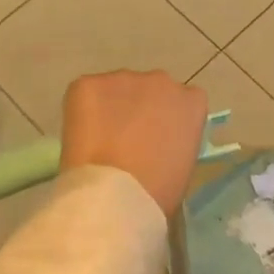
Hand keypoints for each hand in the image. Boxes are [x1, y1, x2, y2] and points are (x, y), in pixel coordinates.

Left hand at [59, 71, 209, 216]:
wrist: (116, 194)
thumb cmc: (159, 192)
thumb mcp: (183, 165)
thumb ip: (174, 141)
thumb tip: (156, 143)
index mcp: (192, 101)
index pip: (183, 101)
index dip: (166, 119)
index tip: (156, 140)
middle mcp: (161, 80)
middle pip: (150, 89)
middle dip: (139, 109)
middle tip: (126, 141)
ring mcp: (124, 78)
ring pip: (116, 90)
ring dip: (111, 108)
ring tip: (99, 142)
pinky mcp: (88, 84)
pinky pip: (85, 93)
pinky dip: (81, 112)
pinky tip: (81, 139)